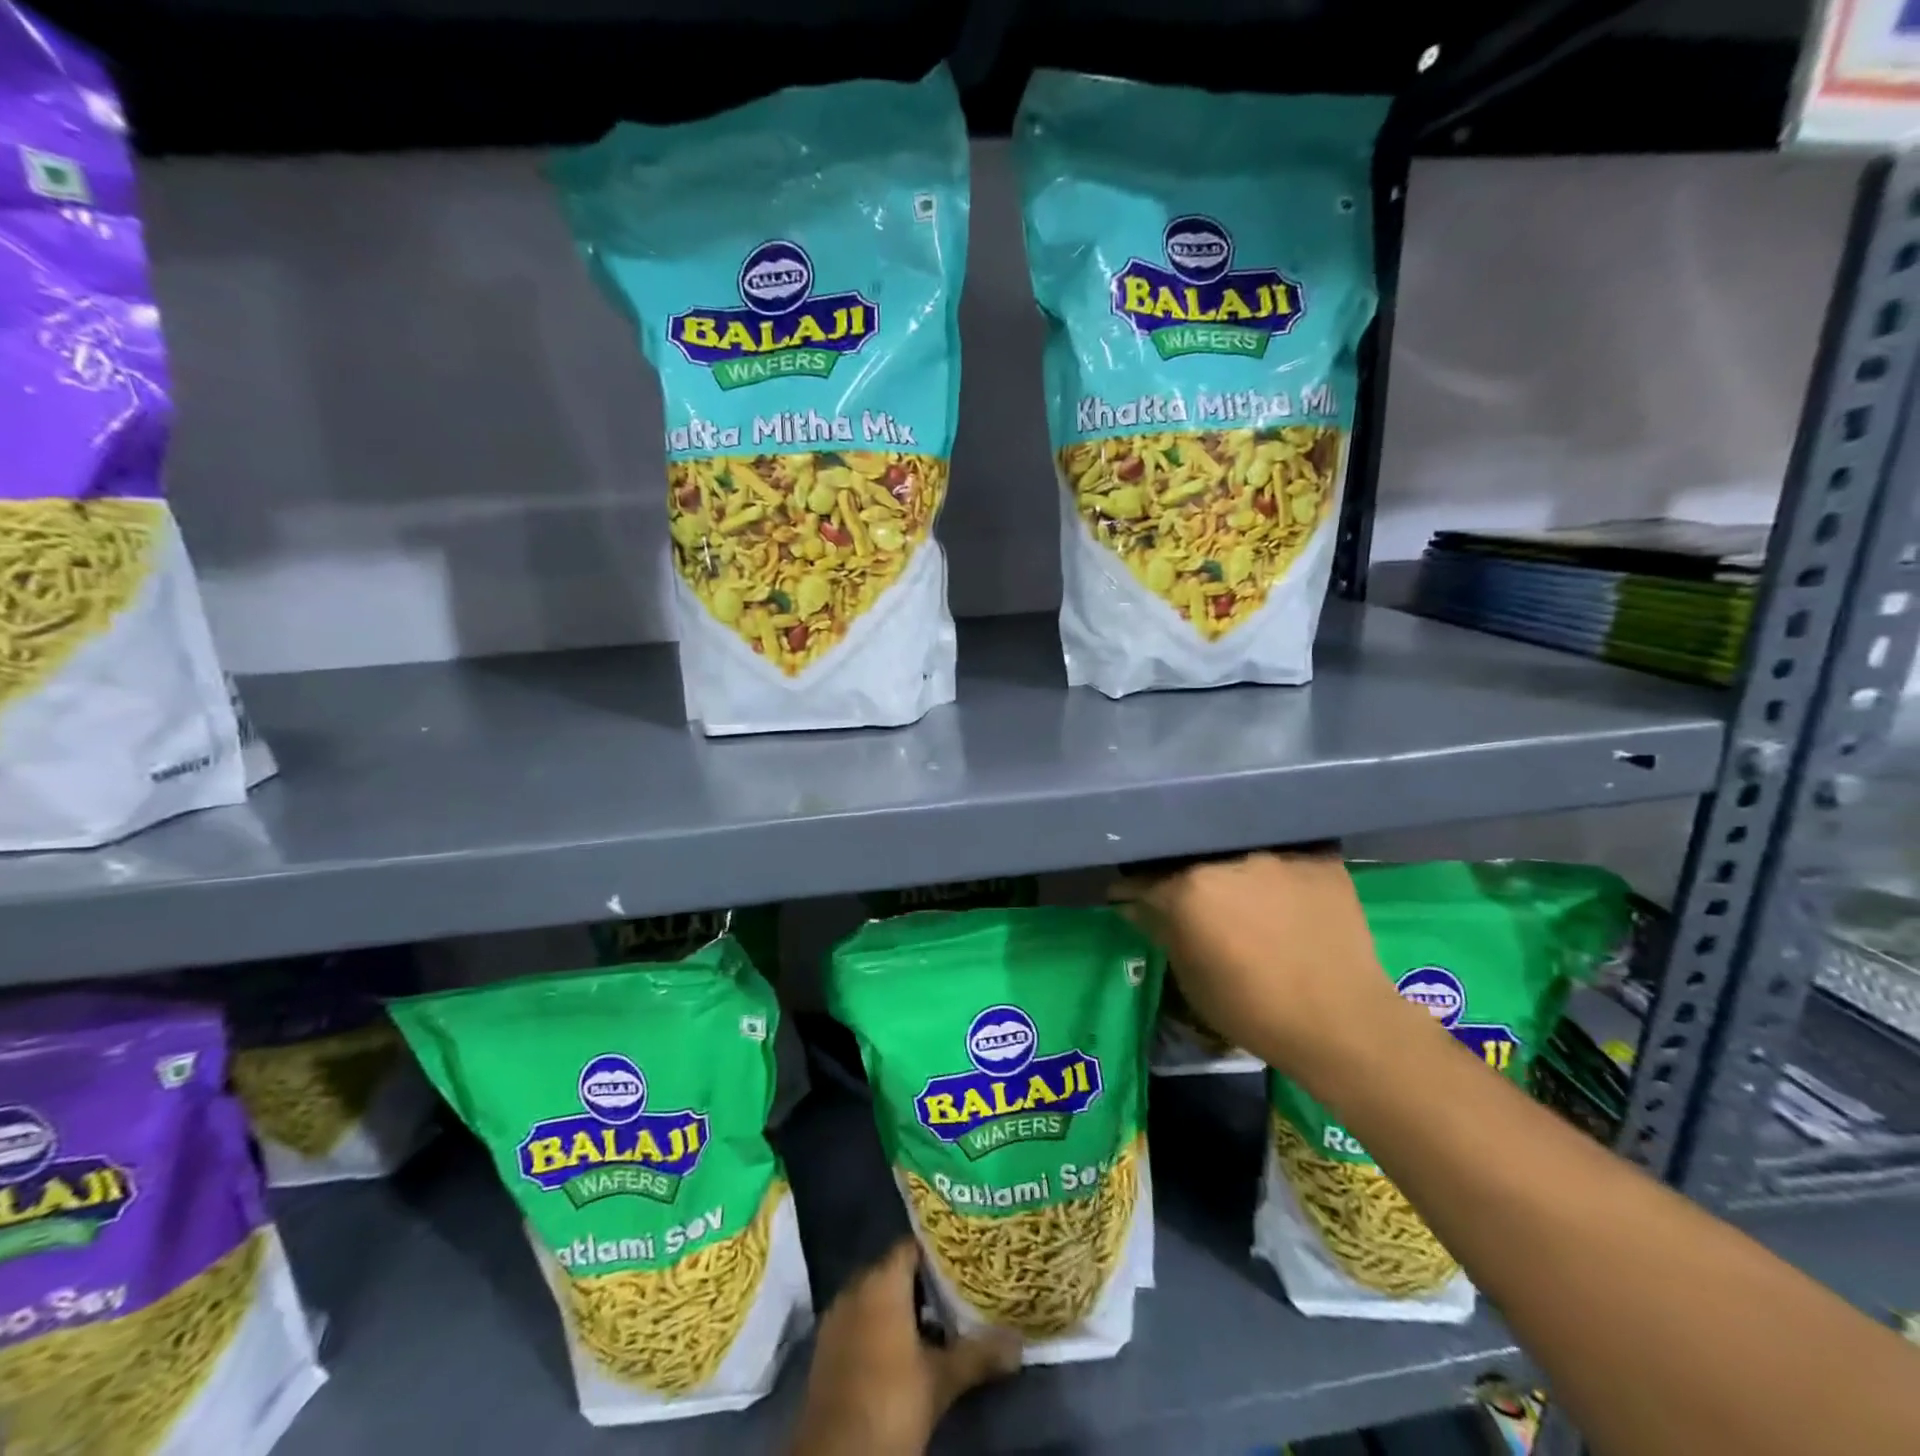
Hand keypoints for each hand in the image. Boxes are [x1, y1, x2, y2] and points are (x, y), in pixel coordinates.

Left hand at [790, 1241, 1020, 1455]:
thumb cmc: (891, 1402)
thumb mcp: (941, 1380)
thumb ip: (978, 1355)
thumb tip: (1019, 1343)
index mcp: (882, 1282)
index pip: (913, 1245)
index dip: (939, 1248)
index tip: (965, 1253)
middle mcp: (856, 1287)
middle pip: (896, 1269)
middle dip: (925, 1278)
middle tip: (959, 1286)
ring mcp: (837, 1316)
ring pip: (877, 1295)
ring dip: (903, 1304)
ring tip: (939, 1317)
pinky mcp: (828, 1346)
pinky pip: (860, 1319)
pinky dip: (881, 1324)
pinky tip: (906, 1347)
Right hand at [1112, 850, 1415, 1089]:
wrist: (1342, 1022)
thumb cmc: (1253, 1009)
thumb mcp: (1192, 978)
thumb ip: (1161, 931)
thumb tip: (1130, 904)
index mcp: (1188, 888)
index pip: (1145, 879)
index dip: (1132, 889)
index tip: (1127, 897)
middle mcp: (1228, 859)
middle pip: (1192, 858)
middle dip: (1181, 873)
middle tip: (1189, 896)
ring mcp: (1276, 853)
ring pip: (1238, 850)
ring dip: (1230, 867)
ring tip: (1239, 888)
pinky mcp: (1317, 857)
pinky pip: (1284, 850)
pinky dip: (1275, 866)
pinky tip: (1279, 884)